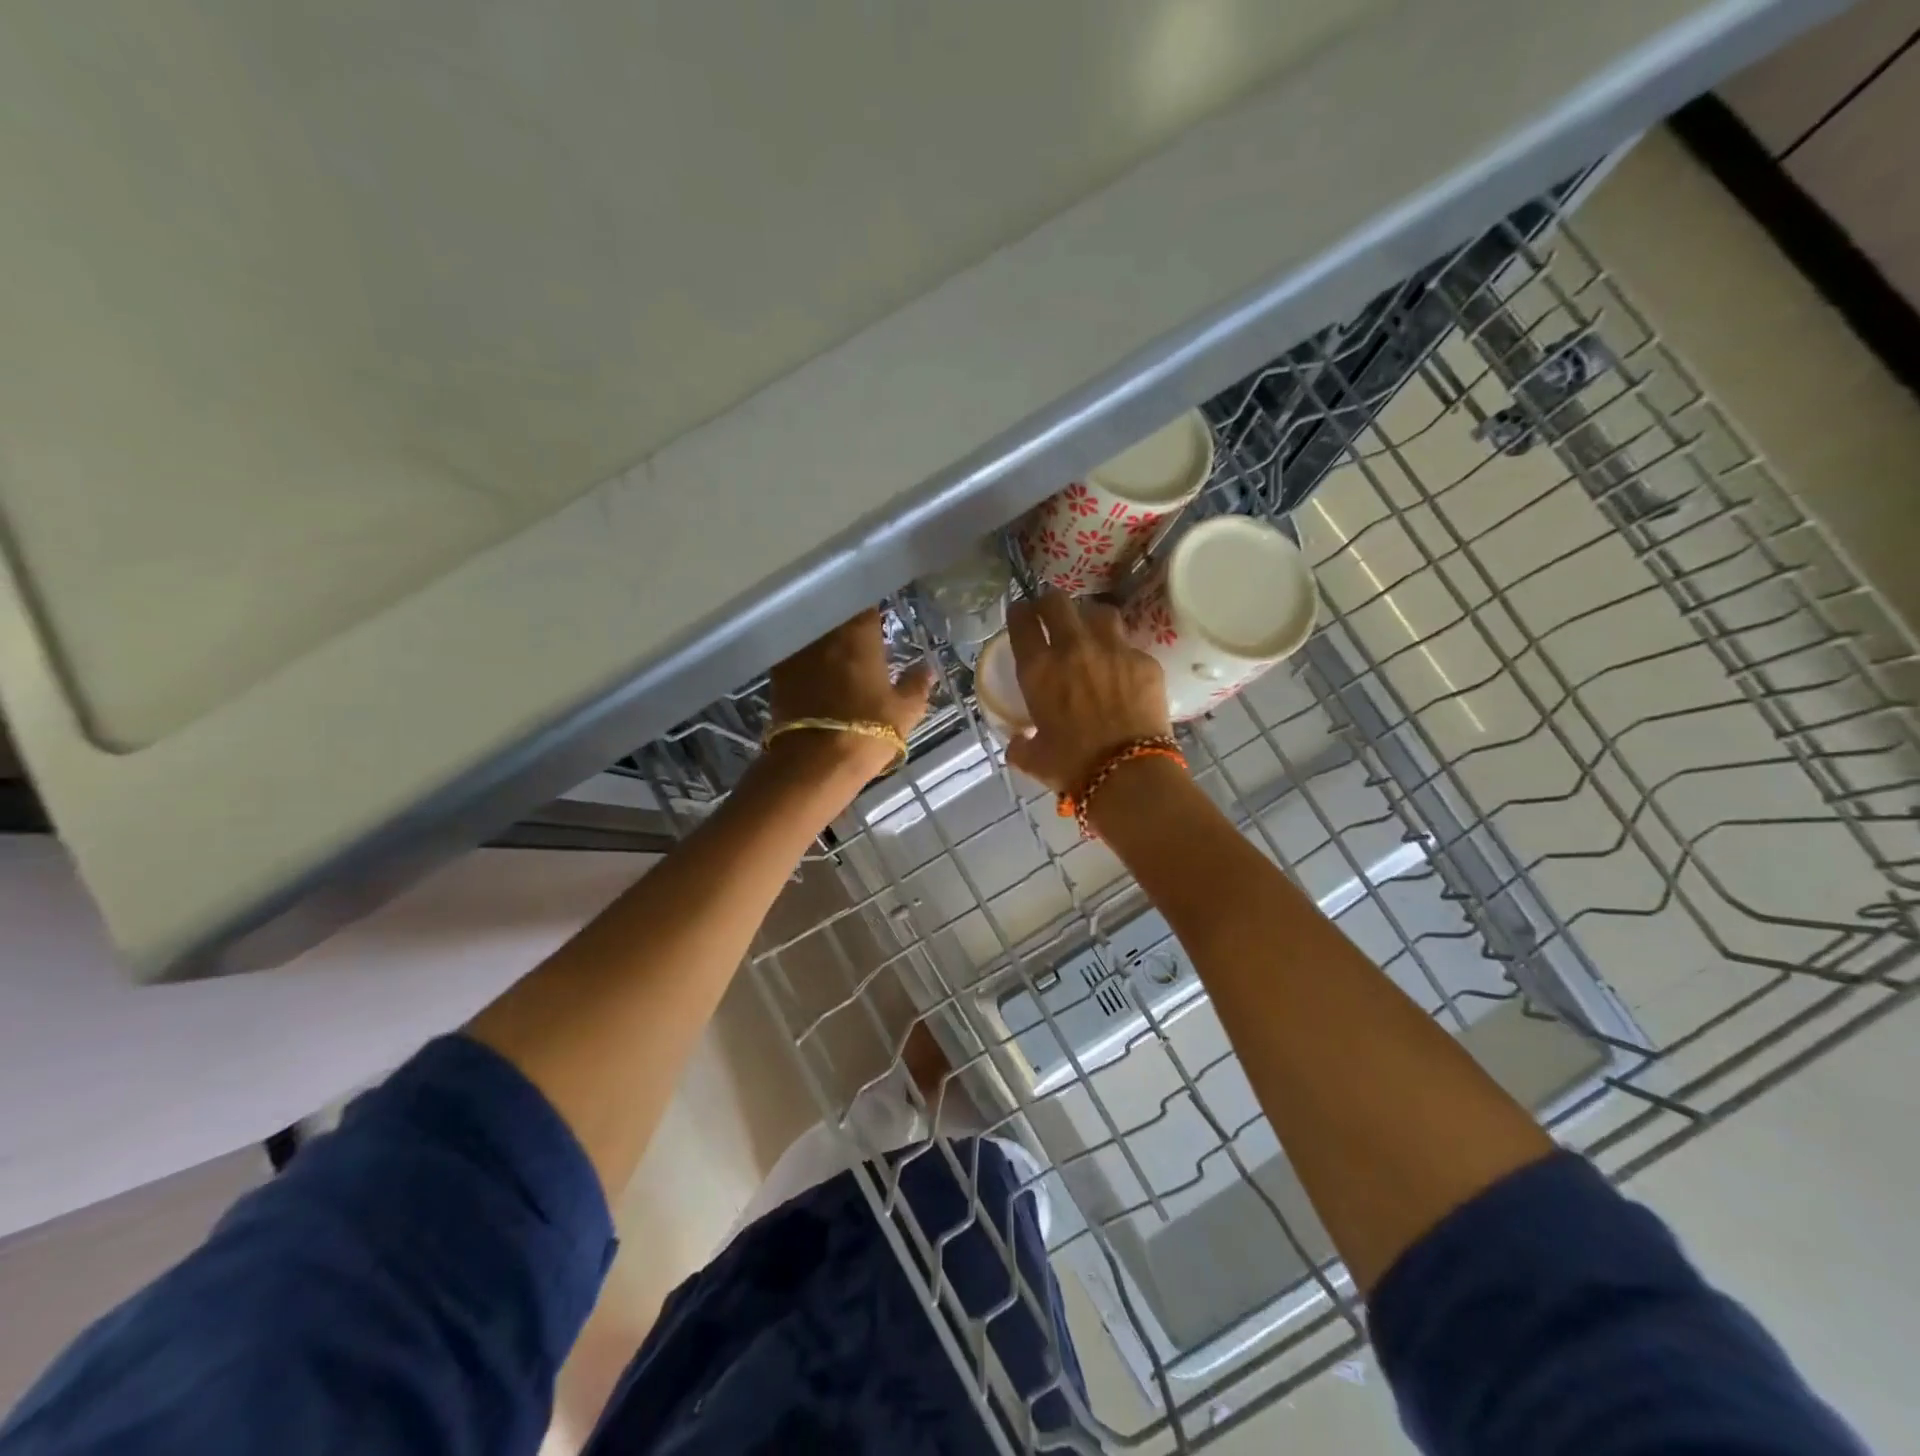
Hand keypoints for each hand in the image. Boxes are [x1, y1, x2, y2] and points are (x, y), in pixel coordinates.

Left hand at [767, 608, 936, 779]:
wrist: (814, 762)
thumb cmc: (867, 731)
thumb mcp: (905, 712)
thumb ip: (916, 685)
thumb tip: (927, 669)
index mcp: (859, 633)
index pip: (866, 605)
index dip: (874, 612)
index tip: (880, 621)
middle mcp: (825, 633)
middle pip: (837, 616)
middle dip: (848, 623)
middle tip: (862, 638)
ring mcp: (797, 651)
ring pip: (815, 634)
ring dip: (826, 640)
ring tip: (838, 654)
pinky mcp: (777, 674)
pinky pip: (796, 655)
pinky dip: (807, 659)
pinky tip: (816, 672)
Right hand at [1004, 591, 1171, 793]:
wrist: (1127, 774)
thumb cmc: (1072, 767)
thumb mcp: (1034, 758)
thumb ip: (1021, 744)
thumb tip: (1018, 741)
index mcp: (1039, 669)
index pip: (1022, 621)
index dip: (1019, 613)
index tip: (1021, 615)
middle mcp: (1074, 648)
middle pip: (1058, 602)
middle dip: (1051, 604)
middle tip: (1052, 615)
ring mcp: (1114, 650)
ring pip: (1099, 613)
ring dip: (1090, 620)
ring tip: (1092, 635)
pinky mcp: (1145, 661)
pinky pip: (1130, 646)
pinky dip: (1123, 655)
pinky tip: (1124, 672)